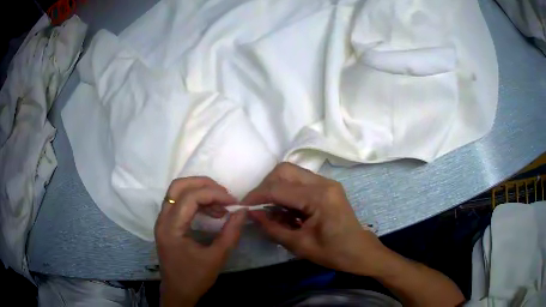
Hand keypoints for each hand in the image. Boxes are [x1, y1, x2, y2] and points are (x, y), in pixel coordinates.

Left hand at [155, 177, 245, 306]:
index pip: (190, 197)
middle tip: (224, 194)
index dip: (214, 194)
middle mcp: (163, 219)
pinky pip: (180, 203)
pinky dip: (196, 201)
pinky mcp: (167, 224)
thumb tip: (243, 211)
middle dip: (203, 184)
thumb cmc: (195, 278)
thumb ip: (231, 233)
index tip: (233, 202)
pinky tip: (211, 211)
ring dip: (200, 192)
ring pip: (178, 192)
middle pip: (178, 186)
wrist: (178, 292)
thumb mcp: (216, 258)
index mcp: (171, 228)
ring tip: (221, 204)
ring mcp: (163, 221)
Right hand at [242, 162, 387, 275]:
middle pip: (285, 170)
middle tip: (257, 206)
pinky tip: (284, 209)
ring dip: (276, 187)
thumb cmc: (333, 253)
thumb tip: (251, 213)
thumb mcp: (300, 245)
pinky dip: (287, 191)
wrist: (360, 252)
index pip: (279, 189)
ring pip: (291, 173)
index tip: (242, 206)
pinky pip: (300, 181)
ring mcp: (327, 182)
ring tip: (270, 209)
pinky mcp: (327, 187)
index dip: (257, 196)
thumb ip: (272, 228)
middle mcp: (324, 183)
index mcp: (320, 197)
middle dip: (266, 186)